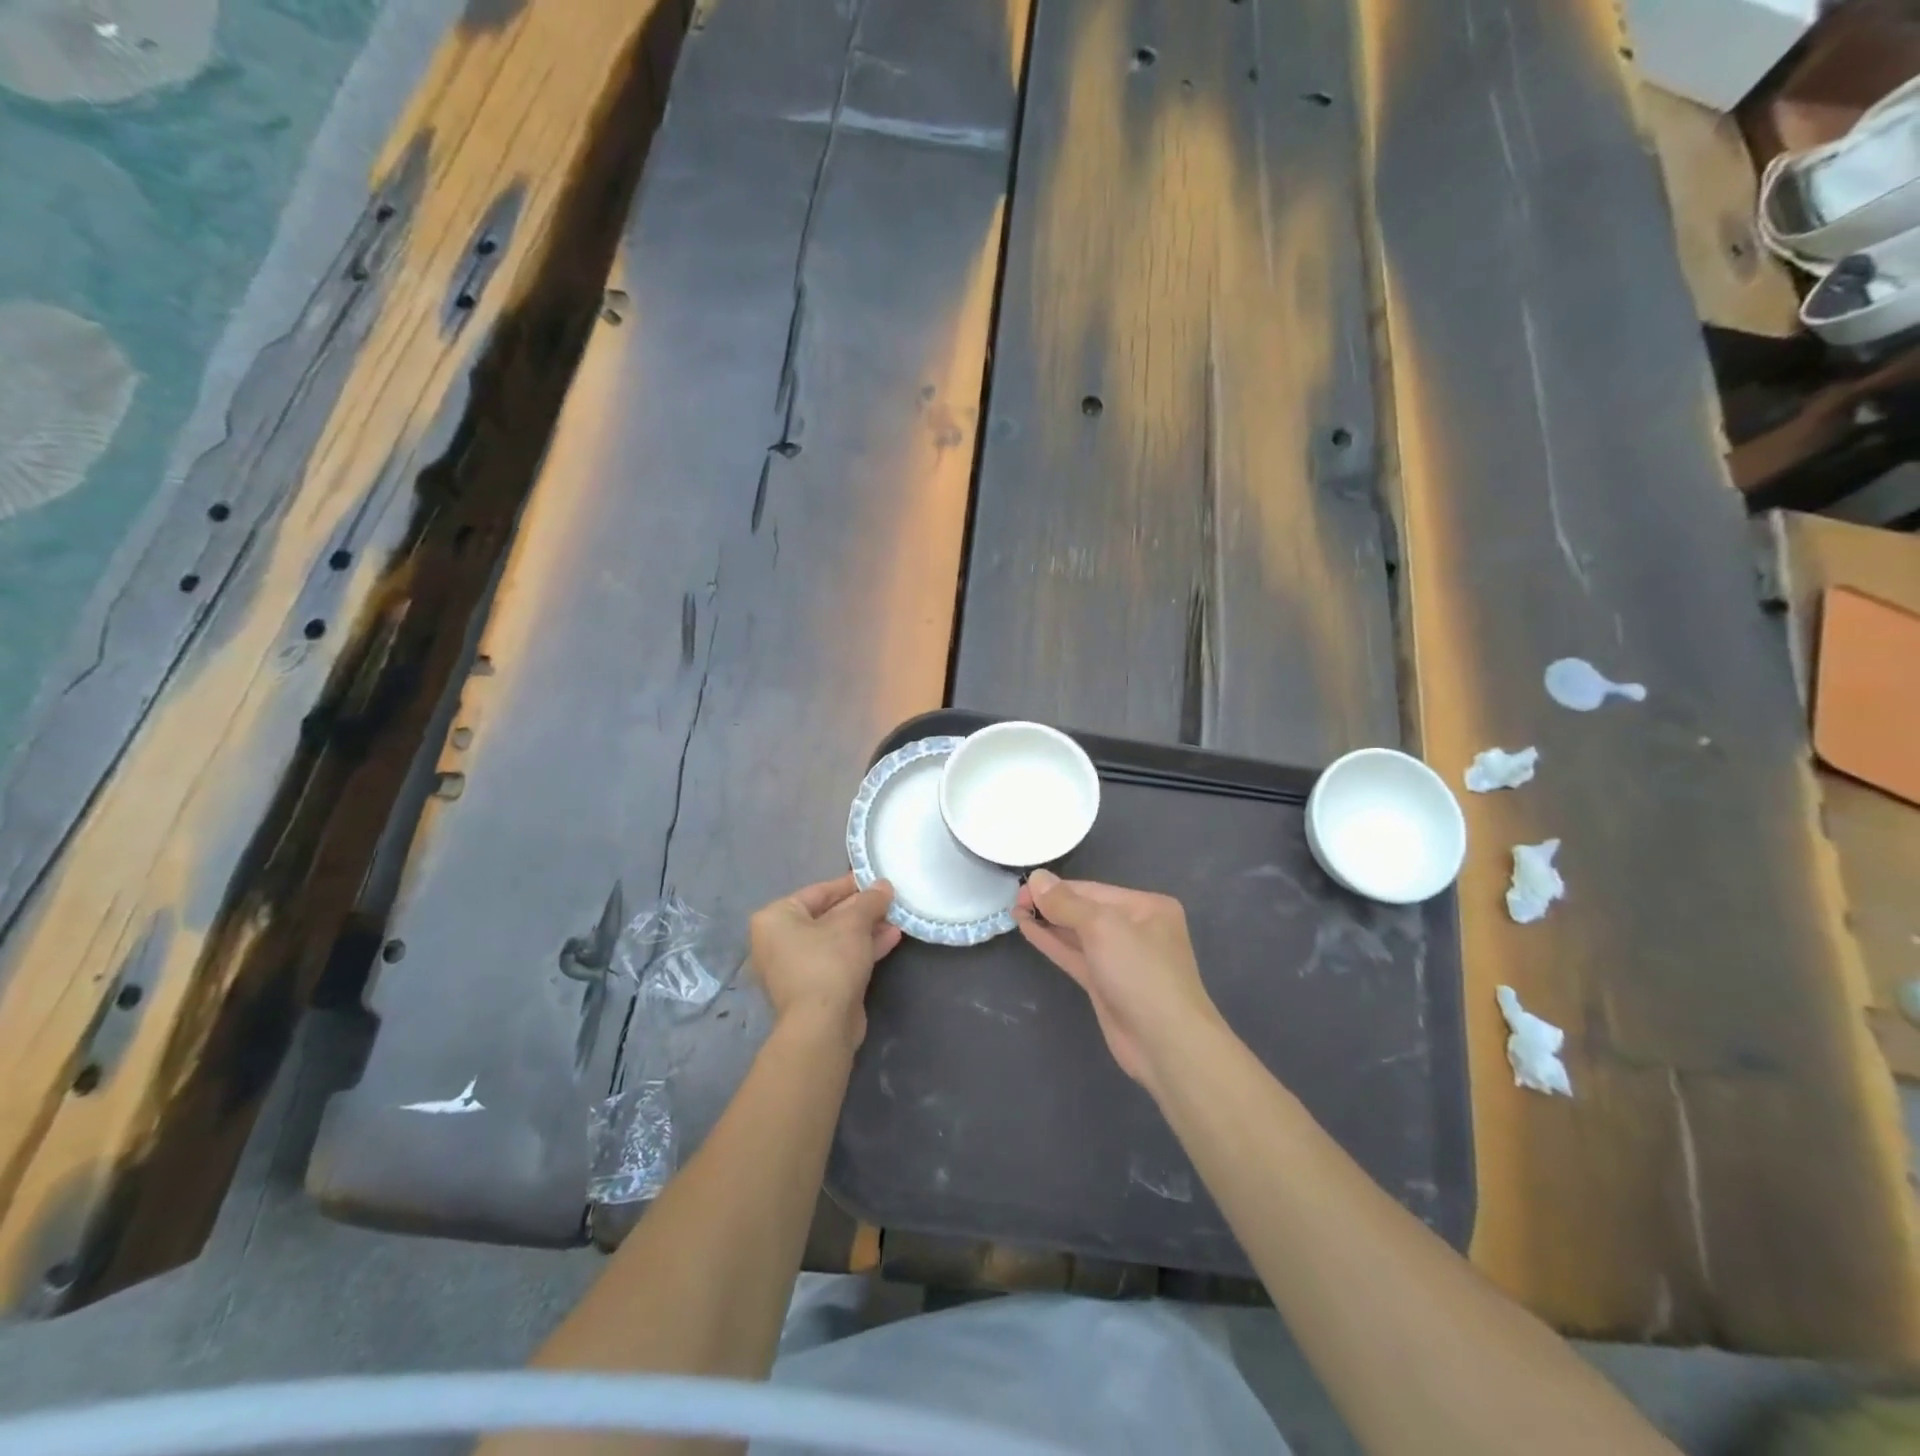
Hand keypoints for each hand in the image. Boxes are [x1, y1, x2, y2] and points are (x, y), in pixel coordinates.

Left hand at [749, 874, 900, 1049]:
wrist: (822, 1026)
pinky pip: (839, 959)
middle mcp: (779, 941)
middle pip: (828, 916)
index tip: (876, 880)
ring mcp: (796, 967)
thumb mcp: (853, 923)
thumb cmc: (828, 962)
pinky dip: (862, 949)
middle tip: (890, 899)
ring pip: (836, 939)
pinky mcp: (814, 988)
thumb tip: (884, 885)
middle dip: (862, 909)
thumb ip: (869, 900)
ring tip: (897, 917)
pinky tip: (891, 938)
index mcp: (776, 918)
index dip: (850, 884)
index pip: (818, 891)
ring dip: (866, 929)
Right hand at [1016, 871, 1224, 1090]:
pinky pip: (1076, 956)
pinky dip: (1054, 943)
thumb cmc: (1140, 972)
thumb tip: (1037, 877)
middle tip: (1015, 899)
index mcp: (1147, 907)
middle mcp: (1137, 929)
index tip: (1023, 886)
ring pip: (1078, 935)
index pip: (1094, 890)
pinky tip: (1029, 930)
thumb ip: (1066, 903)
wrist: (1166, 1043)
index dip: (1057, 888)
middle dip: (1052, 905)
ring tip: (1015, 911)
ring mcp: (1121, 959)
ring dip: (1048, 923)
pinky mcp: (1106, 985)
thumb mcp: (1102, 927)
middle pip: (1086, 910)